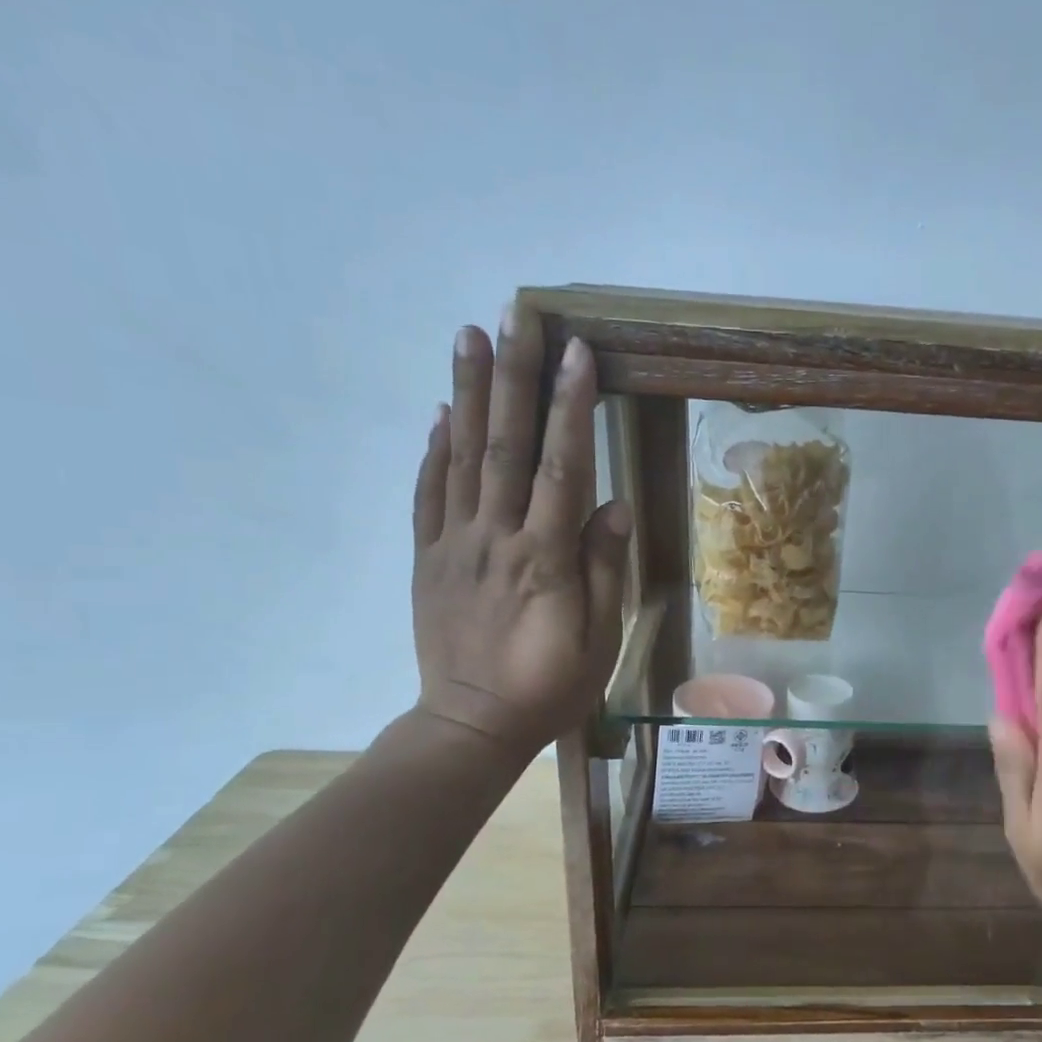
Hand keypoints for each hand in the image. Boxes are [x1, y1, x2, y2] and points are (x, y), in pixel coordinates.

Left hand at [410, 304, 628, 754]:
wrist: (473, 725)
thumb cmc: (551, 687)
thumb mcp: (599, 639)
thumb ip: (604, 570)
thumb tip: (615, 505)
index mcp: (544, 559)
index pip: (561, 468)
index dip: (570, 408)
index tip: (577, 353)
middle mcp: (495, 539)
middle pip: (505, 445)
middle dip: (514, 377)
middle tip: (516, 315)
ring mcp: (453, 546)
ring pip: (460, 459)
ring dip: (466, 394)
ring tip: (469, 337)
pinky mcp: (427, 560)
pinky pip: (427, 496)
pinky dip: (433, 451)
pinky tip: (439, 414)